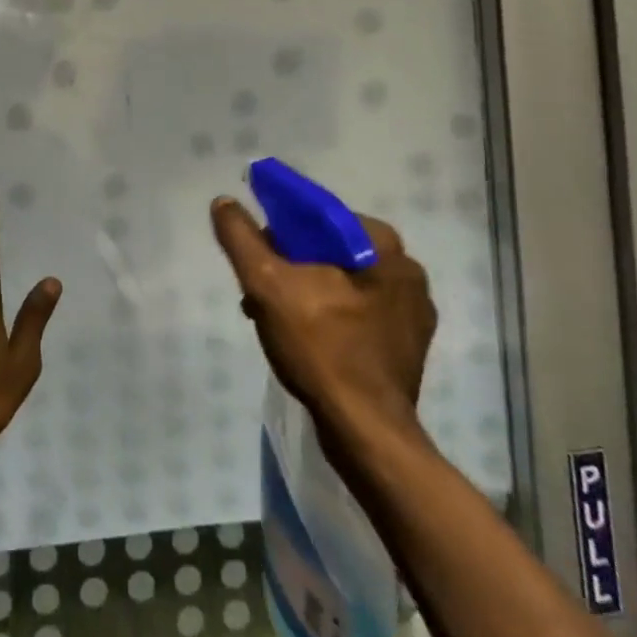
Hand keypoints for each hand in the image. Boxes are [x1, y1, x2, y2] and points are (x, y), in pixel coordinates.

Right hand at [210, 195, 436, 438]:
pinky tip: (303, 339)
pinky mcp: (407, 346)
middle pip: (331, 250)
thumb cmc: (320, 348)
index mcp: (383, 247)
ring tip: (272, 317)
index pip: (322, 217)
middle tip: (259, 290)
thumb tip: (224, 202)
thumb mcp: (267, 284)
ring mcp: (412, 313)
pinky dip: (328, 315)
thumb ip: (242, 238)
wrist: (365, 433)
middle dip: (290, 265)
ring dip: (305, 291)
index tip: (258, 253)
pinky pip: (358, 312)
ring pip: (343, 282)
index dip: (281, 228)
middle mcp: (408, 272)